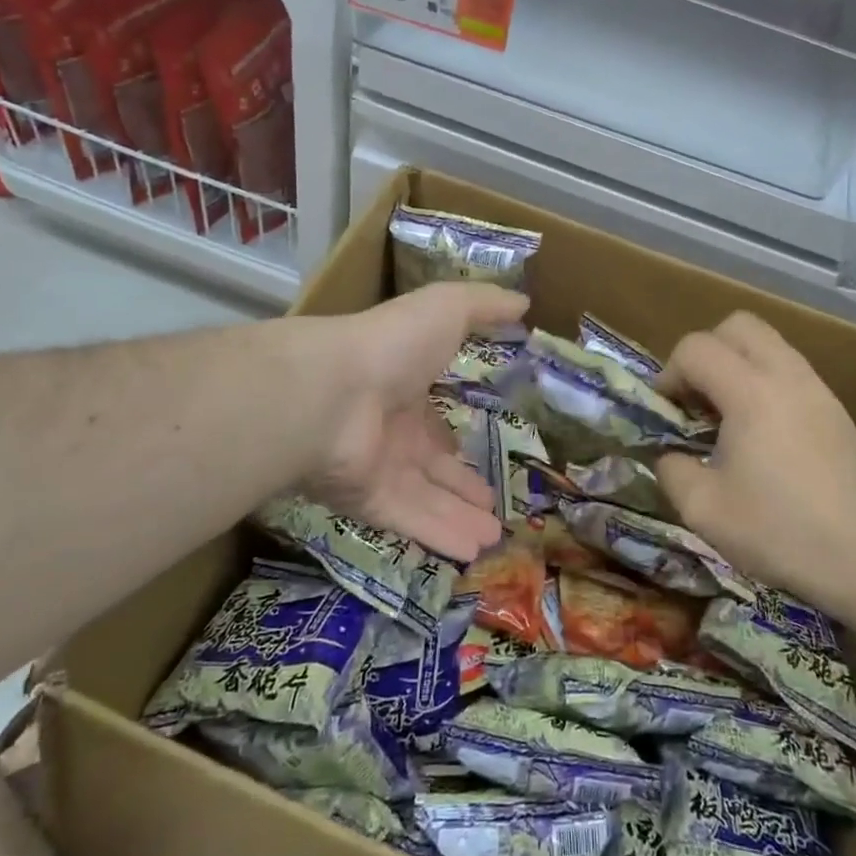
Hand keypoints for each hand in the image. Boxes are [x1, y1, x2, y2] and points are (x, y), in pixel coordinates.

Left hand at [305, 282, 525, 561]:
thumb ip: (486, 306)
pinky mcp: (368, 501)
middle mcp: (392, 433)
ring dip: (459, 519)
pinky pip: (411, 522)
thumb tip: (524, 302)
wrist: (331, 389)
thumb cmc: (393, 344)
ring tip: (495, 540)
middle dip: (462, 486)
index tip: (487, 455)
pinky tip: (474, 553)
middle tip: (495, 508)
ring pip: (427, 501)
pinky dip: (441, 537)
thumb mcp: (448, 308)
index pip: (434, 423)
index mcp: (406, 391)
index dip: (458, 440)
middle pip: (433, 467)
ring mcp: (379, 469)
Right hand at [655, 311, 855, 607]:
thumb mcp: (703, 509)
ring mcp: (817, 389)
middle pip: (737, 325)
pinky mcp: (836, 409)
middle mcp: (787, 375)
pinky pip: (790, 371)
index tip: (666, 412)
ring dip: (737, 365)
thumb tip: (669, 454)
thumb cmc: (779, 531)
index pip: (696, 348)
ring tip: (728, 417)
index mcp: (751, 392)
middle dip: (706, 352)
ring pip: (768, 344)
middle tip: (697, 398)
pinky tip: (762, 434)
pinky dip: (765, 383)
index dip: (669, 373)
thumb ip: (671, 469)